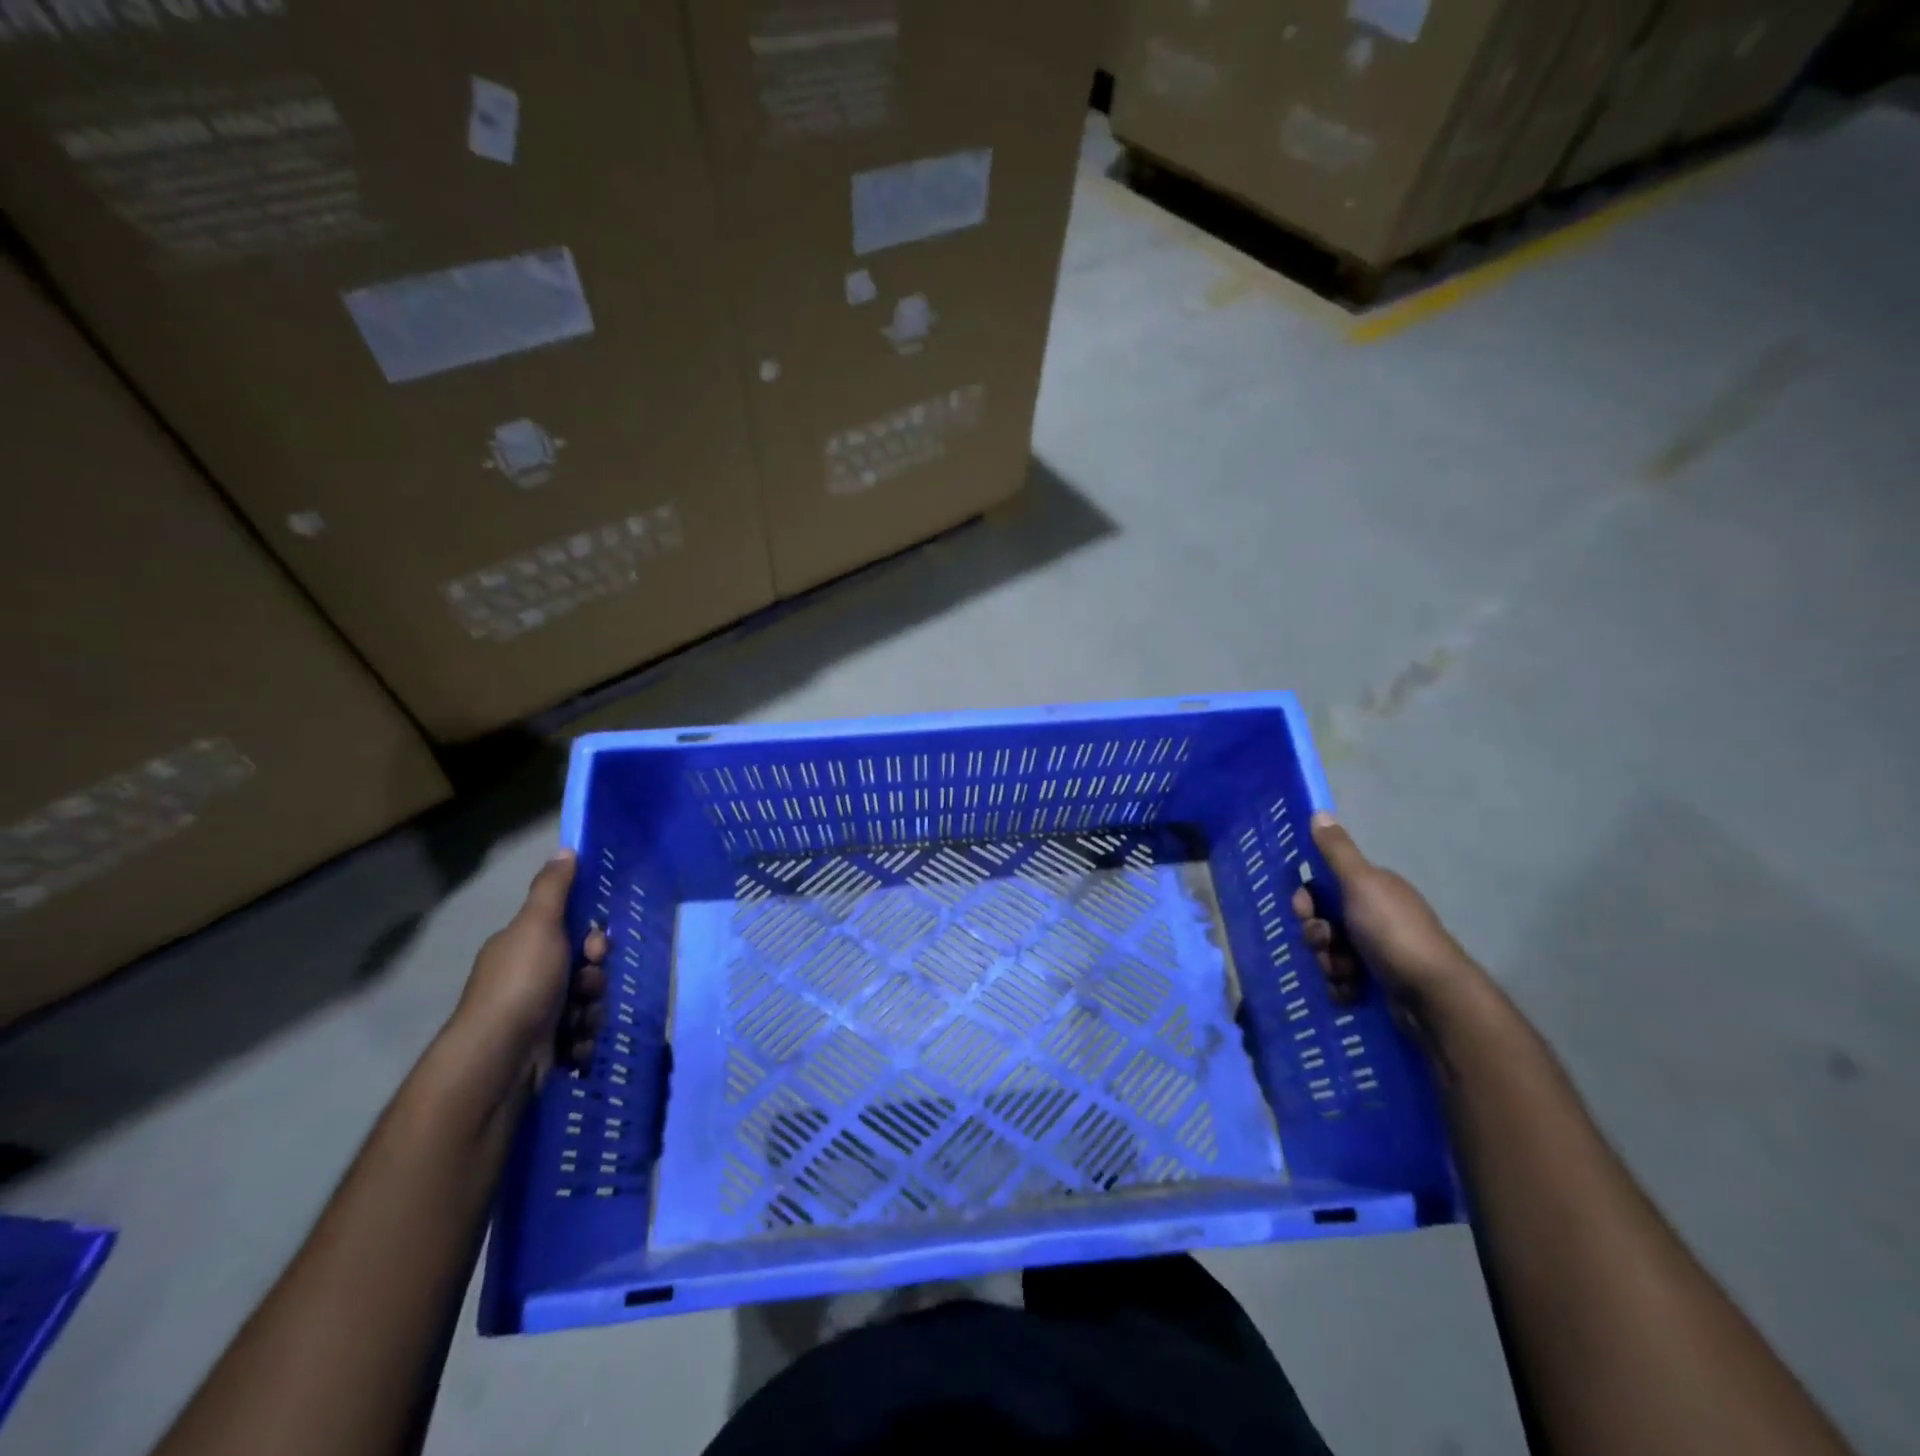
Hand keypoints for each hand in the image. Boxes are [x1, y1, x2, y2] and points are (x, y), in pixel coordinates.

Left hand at [452, 850, 607, 1087]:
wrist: (499, 1059)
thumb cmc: (522, 984)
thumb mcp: (538, 926)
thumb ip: (553, 889)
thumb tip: (564, 849)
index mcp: (521, 948)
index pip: (569, 932)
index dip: (591, 938)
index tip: (594, 948)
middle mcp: (526, 979)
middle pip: (583, 969)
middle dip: (594, 979)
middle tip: (586, 988)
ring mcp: (534, 1016)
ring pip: (586, 1003)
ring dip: (591, 1011)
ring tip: (579, 1023)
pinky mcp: (544, 1050)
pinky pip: (581, 1036)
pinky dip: (582, 1040)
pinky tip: (574, 1046)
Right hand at [1290, 813, 1481, 1018]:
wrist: (1431, 995)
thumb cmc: (1393, 932)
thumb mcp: (1361, 883)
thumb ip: (1337, 851)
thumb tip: (1319, 811)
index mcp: (1370, 889)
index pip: (1321, 887)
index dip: (1306, 900)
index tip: (1306, 911)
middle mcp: (1373, 915)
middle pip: (1321, 921)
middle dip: (1316, 936)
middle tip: (1326, 945)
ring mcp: (1375, 950)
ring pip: (1328, 953)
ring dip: (1328, 964)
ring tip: (1346, 974)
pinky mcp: (1377, 982)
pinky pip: (1341, 981)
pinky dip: (1341, 987)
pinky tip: (1352, 991)